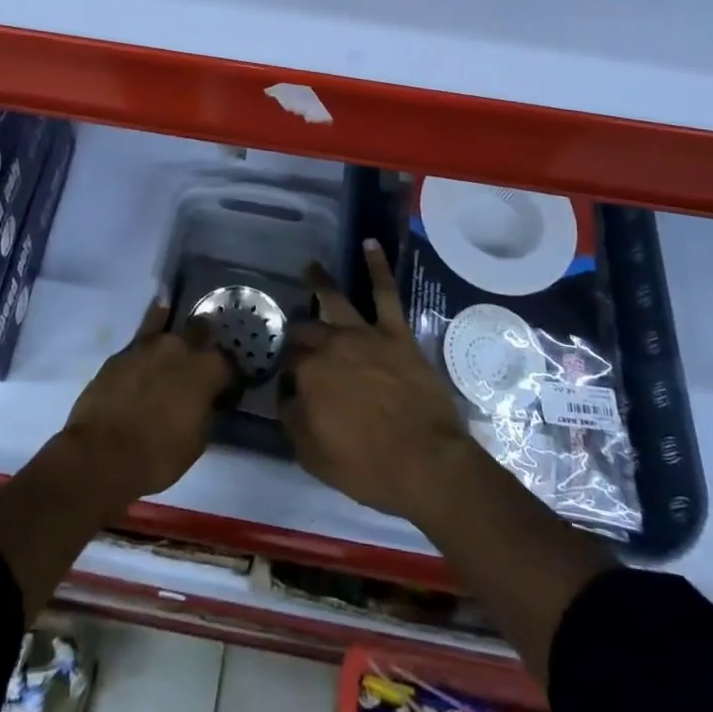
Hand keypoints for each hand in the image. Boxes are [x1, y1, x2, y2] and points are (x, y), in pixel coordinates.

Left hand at [60, 299, 233, 508]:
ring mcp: (151, 345)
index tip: (226, 389)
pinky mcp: (124, 351)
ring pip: (172, 326)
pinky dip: (155, 319)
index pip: (230, 365)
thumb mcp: (196, 442)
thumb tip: (208, 402)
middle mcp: (182, 348)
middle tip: (201, 363)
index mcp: (207, 371)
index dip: (229, 377)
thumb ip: (206, 412)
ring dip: (179, 335)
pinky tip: (160, 307)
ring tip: (182, 336)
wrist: (100, 456)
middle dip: (205, 344)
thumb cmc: (157, 457)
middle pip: (202, 333)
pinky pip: (146, 328)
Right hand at [280, 240, 477, 522]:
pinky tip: (370, 243)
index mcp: (308, 375)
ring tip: (309, 267)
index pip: (287, 363)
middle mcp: (330, 346)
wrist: (427, 462)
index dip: (285, 370)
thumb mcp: (314, 457)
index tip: (286, 378)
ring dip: (320, 282)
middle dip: (295, 331)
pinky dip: (377, 266)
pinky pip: (385, 292)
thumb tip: (286, 394)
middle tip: (292, 333)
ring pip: (335, 300)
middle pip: (305, 330)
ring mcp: (364, 335)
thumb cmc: (369, 467)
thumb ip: (293, 420)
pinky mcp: (395, 332)